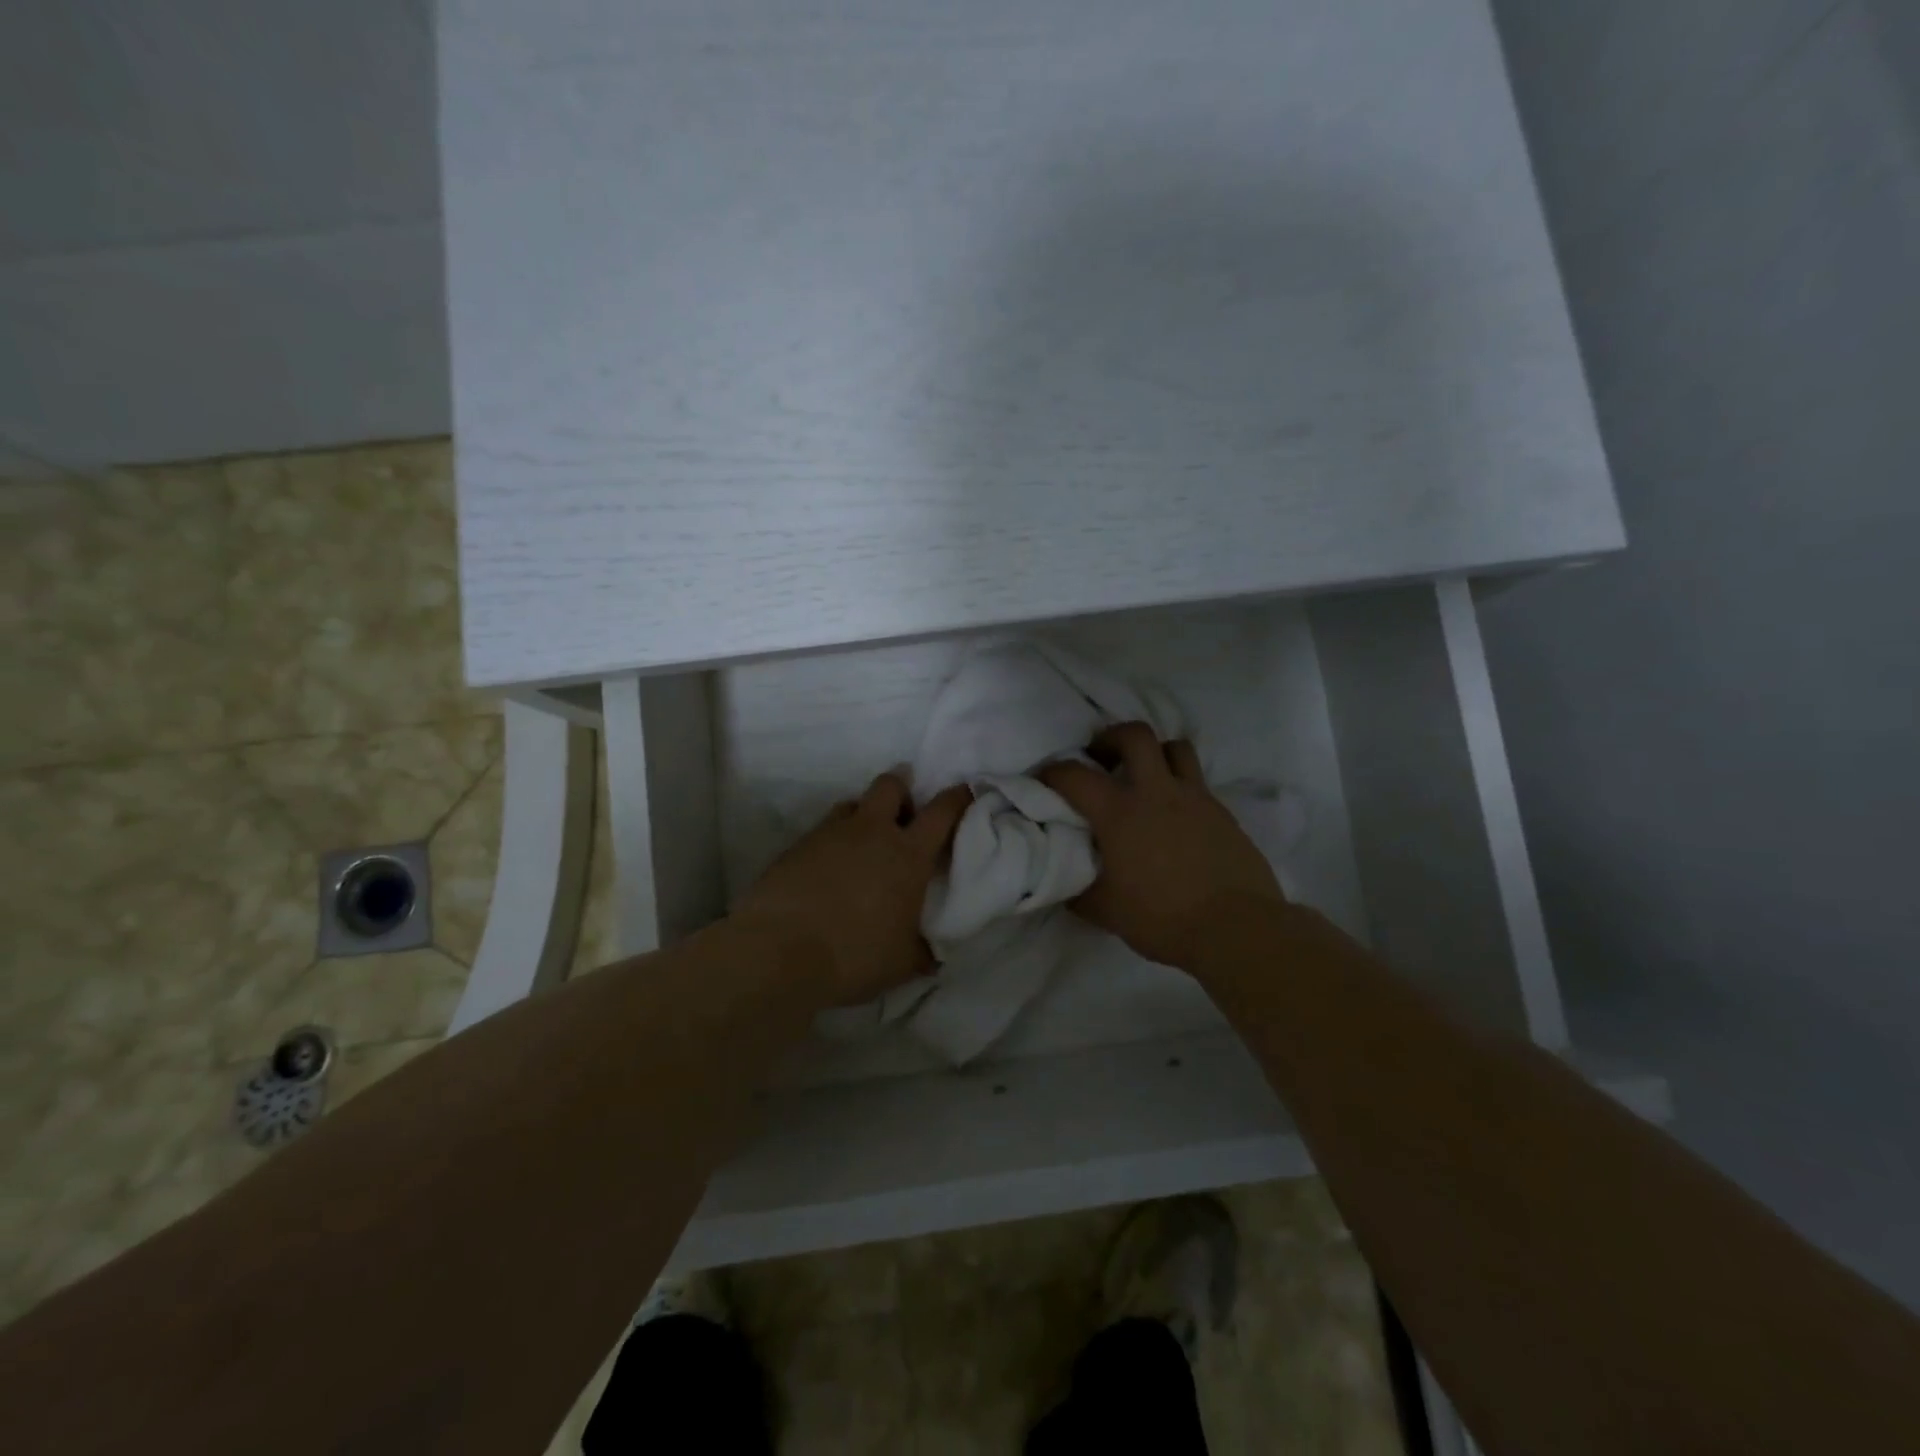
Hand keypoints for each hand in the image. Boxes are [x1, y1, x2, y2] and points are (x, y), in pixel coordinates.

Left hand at [734, 773, 971, 1006]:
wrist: (779, 952)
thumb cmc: (854, 955)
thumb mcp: (901, 964)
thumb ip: (920, 953)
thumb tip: (930, 956)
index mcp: (907, 855)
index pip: (941, 812)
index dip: (956, 799)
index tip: (962, 793)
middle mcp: (871, 832)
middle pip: (890, 785)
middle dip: (902, 789)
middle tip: (904, 814)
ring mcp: (829, 834)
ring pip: (852, 804)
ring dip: (863, 816)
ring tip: (863, 844)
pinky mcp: (796, 846)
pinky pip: (821, 831)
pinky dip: (832, 843)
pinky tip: (828, 871)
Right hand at [1041, 722, 1285, 969]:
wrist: (1236, 928)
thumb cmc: (1162, 918)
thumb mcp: (1106, 911)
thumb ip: (1079, 890)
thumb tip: (1065, 883)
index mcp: (1120, 812)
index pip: (1075, 775)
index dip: (1053, 772)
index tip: (1045, 778)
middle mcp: (1157, 792)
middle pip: (1135, 735)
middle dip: (1111, 738)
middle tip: (1101, 758)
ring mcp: (1195, 798)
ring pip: (1175, 748)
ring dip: (1154, 753)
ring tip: (1144, 775)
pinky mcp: (1223, 813)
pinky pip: (1197, 783)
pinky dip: (1180, 786)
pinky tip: (1176, 815)